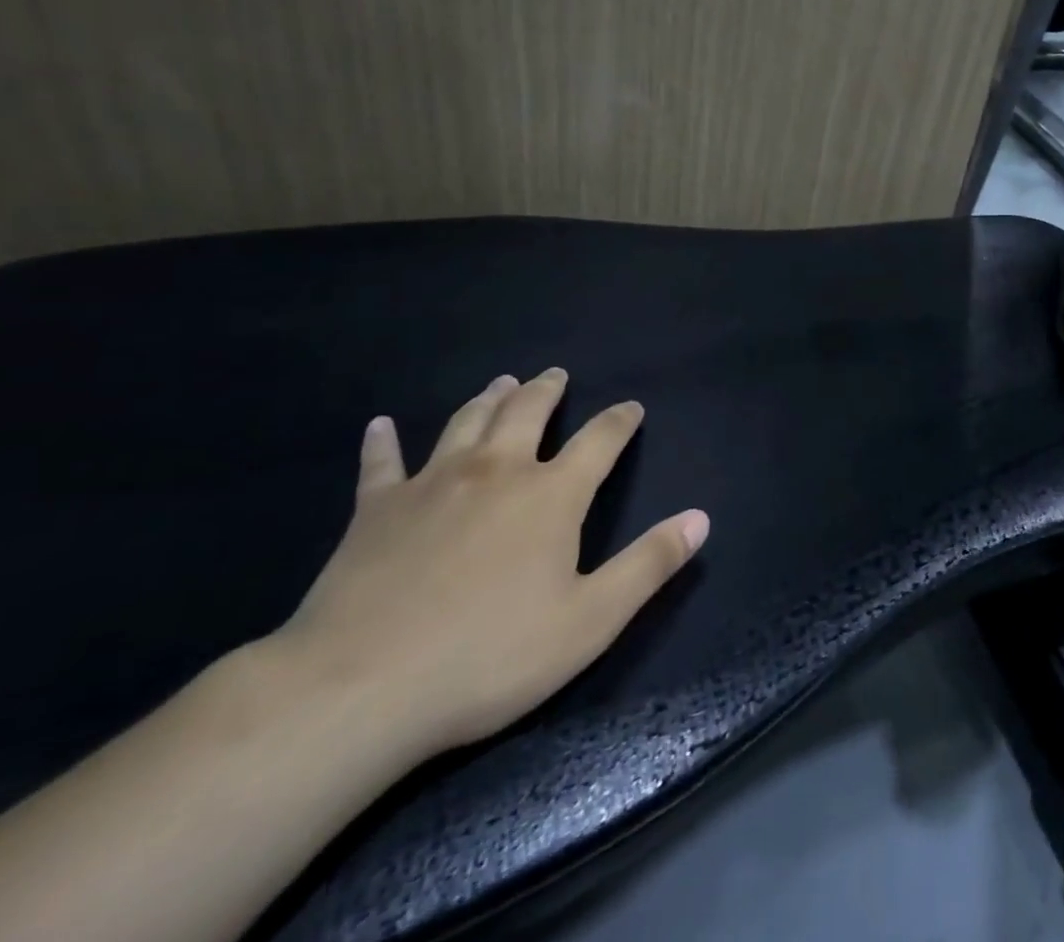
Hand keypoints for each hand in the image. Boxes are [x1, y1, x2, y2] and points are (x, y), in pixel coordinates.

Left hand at [274, 369, 708, 759]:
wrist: (361, 688)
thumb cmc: (490, 656)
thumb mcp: (591, 620)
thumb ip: (649, 564)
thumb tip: (701, 517)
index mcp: (551, 494)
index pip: (599, 440)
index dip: (619, 420)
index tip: (631, 406)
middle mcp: (497, 471)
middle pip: (528, 412)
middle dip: (547, 390)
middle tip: (556, 375)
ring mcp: (432, 484)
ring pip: (466, 422)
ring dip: (488, 398)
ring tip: (501, 382)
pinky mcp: (375, 509)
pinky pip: (381, 463)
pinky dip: (382, 441)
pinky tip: (380, 425)